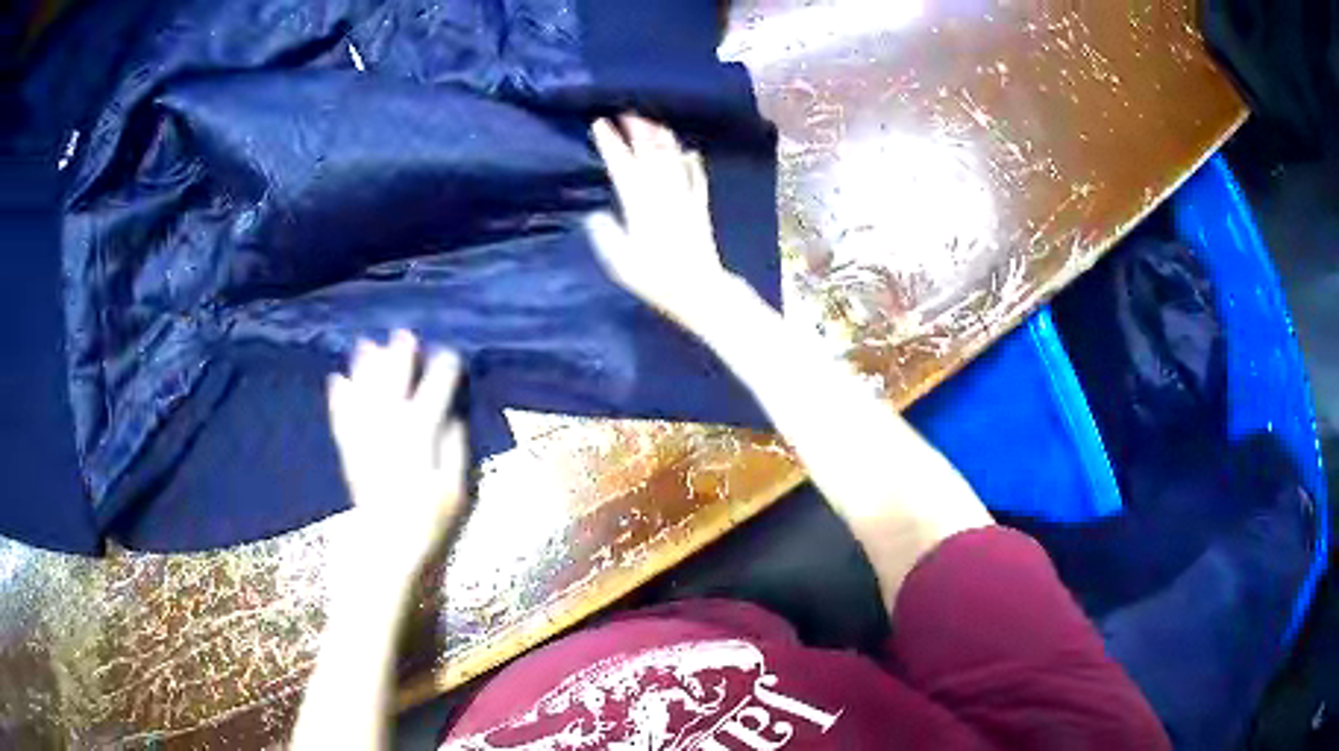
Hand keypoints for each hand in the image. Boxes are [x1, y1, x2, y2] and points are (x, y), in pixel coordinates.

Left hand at [326, 331, 467, 581]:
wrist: (386, 552)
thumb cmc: (429, 525)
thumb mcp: (456, 494)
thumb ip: (454, 452)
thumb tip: (451, 418)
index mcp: (419, 445)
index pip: (432, 400)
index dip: (441, 375)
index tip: (450, 354)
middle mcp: (389, 438)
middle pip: (393, 391)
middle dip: (399, 361)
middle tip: (404, 334)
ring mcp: (366, 446)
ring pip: (364, 400)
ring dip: (365, 372)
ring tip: (366, 345)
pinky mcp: (350, 457)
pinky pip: (341, 423)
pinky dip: (338, 402)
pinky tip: (336, 380)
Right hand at [586, 115, 732, 321]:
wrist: (699, 289)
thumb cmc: (656, 279)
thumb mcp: (620, 262)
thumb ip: (606, 235)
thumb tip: (595, 215)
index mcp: (640, 204)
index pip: (622, 165)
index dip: (611, 143)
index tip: (599, 123)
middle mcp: (663, 194)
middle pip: (650, 154)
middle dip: (638, 130)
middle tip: (627, 111)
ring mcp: (685, 199)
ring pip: (674, 160)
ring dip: (663, 139)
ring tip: (654, 122)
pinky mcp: (700, 208)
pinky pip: (697, 179)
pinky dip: (693, 163)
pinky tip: (691, 152)